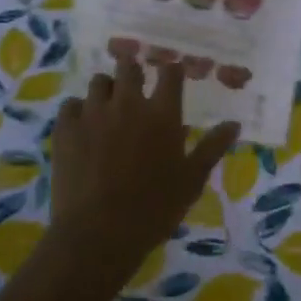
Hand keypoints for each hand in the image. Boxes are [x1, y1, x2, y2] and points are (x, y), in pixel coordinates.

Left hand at [48, 58, 240, 283]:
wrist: (98, 234)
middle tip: (135, 90)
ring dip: (107, 90)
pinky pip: (71, 104)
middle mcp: (128, 103)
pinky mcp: (66, 127)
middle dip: (133, 73)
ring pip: (99, 82)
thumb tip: (234, 124)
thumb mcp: (191, 181)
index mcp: (162, 113)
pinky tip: (82, 127)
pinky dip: (78, 111)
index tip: (171, 77)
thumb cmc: (153, 209)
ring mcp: (94, 112)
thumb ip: (212, 148)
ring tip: (108, 109)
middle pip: (129, 67)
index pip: (170, 73)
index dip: (171, 71)